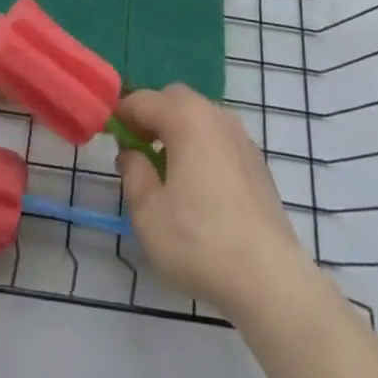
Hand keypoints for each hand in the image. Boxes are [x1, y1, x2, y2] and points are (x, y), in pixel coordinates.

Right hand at [116, 84, 313, 319]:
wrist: (270, 278)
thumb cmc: (200, 241)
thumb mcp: (148, 213)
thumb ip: (133, 173)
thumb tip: (130, 153)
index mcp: (186, 117)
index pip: (143, 100)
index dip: (121, 114)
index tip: (107, 134)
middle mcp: (215, 115)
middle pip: (174, 100)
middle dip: (151, 116)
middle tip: (136, 148)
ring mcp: (240, 137)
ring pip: (199, 117)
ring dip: (177, 130)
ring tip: (165, 169)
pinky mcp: (256, 162)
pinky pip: (218, 138)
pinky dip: (201, 146)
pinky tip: (197, 185)